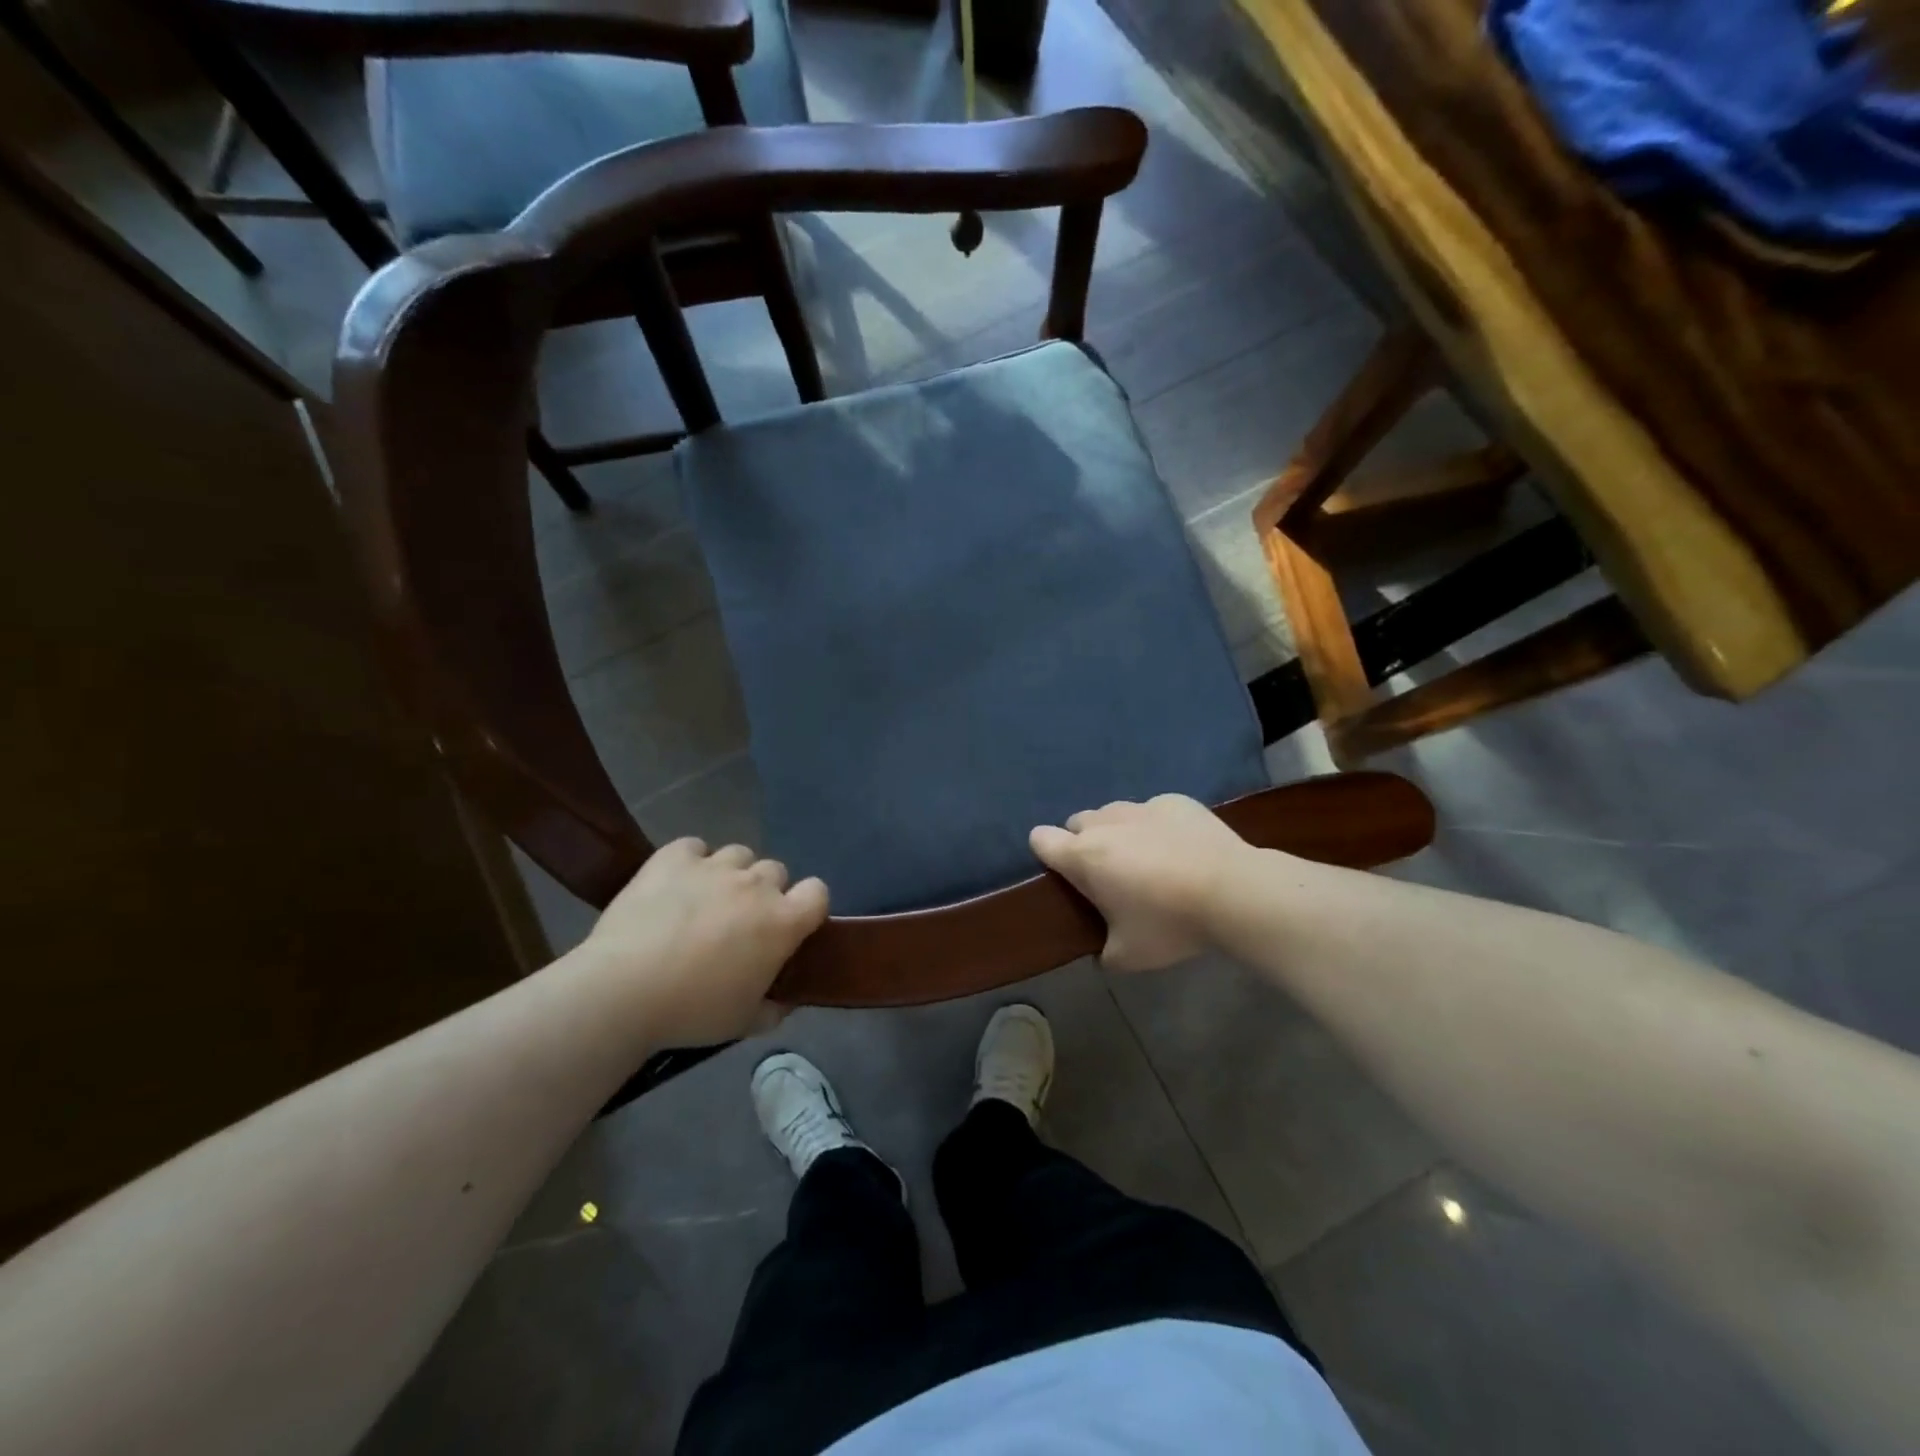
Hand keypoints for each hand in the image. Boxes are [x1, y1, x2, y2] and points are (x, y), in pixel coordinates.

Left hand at [581, 839, 828, 1046]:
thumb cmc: (692, 1011)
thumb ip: (772, 1009)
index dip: (807, 906)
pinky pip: (694, 847)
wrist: (623, 991)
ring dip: (731, 874)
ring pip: (738, 854)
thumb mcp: (743, 1023)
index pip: (818, 892)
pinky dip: (690, 861)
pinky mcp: (673, 858)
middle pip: (776, 871)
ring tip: (706, 900)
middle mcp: (756, 885)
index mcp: (782, 922)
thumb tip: (783, 1002)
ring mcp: (714, 866)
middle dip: (764, 892)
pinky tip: (675, 884)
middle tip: (740, 922)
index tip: (790, 927)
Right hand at [1030, 795, 1249, 971]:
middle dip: (1084, 842)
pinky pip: (1153, 810)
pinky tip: (1181, 849)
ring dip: (1119, 832)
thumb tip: (1103, 950)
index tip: (1063, 873)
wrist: (1234, 891)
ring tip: (1147, 859)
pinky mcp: (1175, 801)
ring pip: (1114, 813)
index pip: (1040, 839)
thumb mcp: (1129, 956)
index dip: (1046, 853)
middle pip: (1077, 823)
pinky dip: (1157, 826)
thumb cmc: (1170, 923)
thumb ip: (1104, 951)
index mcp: (1083, 856)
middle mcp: (1105, 823)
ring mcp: (1141, 807)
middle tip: (1110, 874)